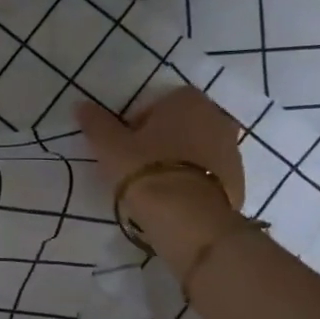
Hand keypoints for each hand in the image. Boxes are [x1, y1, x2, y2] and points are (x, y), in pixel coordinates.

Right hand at [77, 87, 246, 264]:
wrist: (189, 218)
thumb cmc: (146, 170)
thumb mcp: (109, 146)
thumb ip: (96, 123)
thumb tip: (80, 105)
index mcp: (187, 100)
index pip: (157, 105)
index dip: (136, 126)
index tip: (124, 147)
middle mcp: (216, 117)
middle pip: (180, 126)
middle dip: (161, 141)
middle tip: (137, 167)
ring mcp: (232, 149)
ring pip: (196, 150)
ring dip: (179, 162)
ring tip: (156, 188)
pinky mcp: (239, 180)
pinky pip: (209, 174)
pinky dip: (194, 182)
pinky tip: (175, 201)